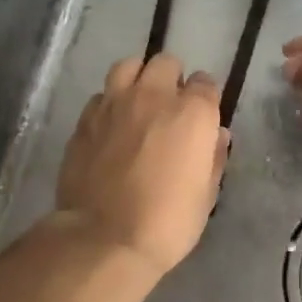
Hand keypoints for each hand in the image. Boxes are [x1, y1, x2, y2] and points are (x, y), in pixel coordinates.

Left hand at [55, 54, 229, 277]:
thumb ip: (213, 157)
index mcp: (191, 113)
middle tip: (170, 107)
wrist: (104, 237)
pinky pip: (102, 95)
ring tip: (138, 102)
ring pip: (128, 66)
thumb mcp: (206, 195)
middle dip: (172, 79)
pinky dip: (110, 103)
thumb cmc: (168, 222)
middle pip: (166, 63)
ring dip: (138, 78)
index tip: (201, 118)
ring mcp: (114, 103)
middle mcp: (153, 96)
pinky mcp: (85, 118)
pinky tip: (111, 125)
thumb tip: (216, 135)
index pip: (205, 84)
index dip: (204, 99)